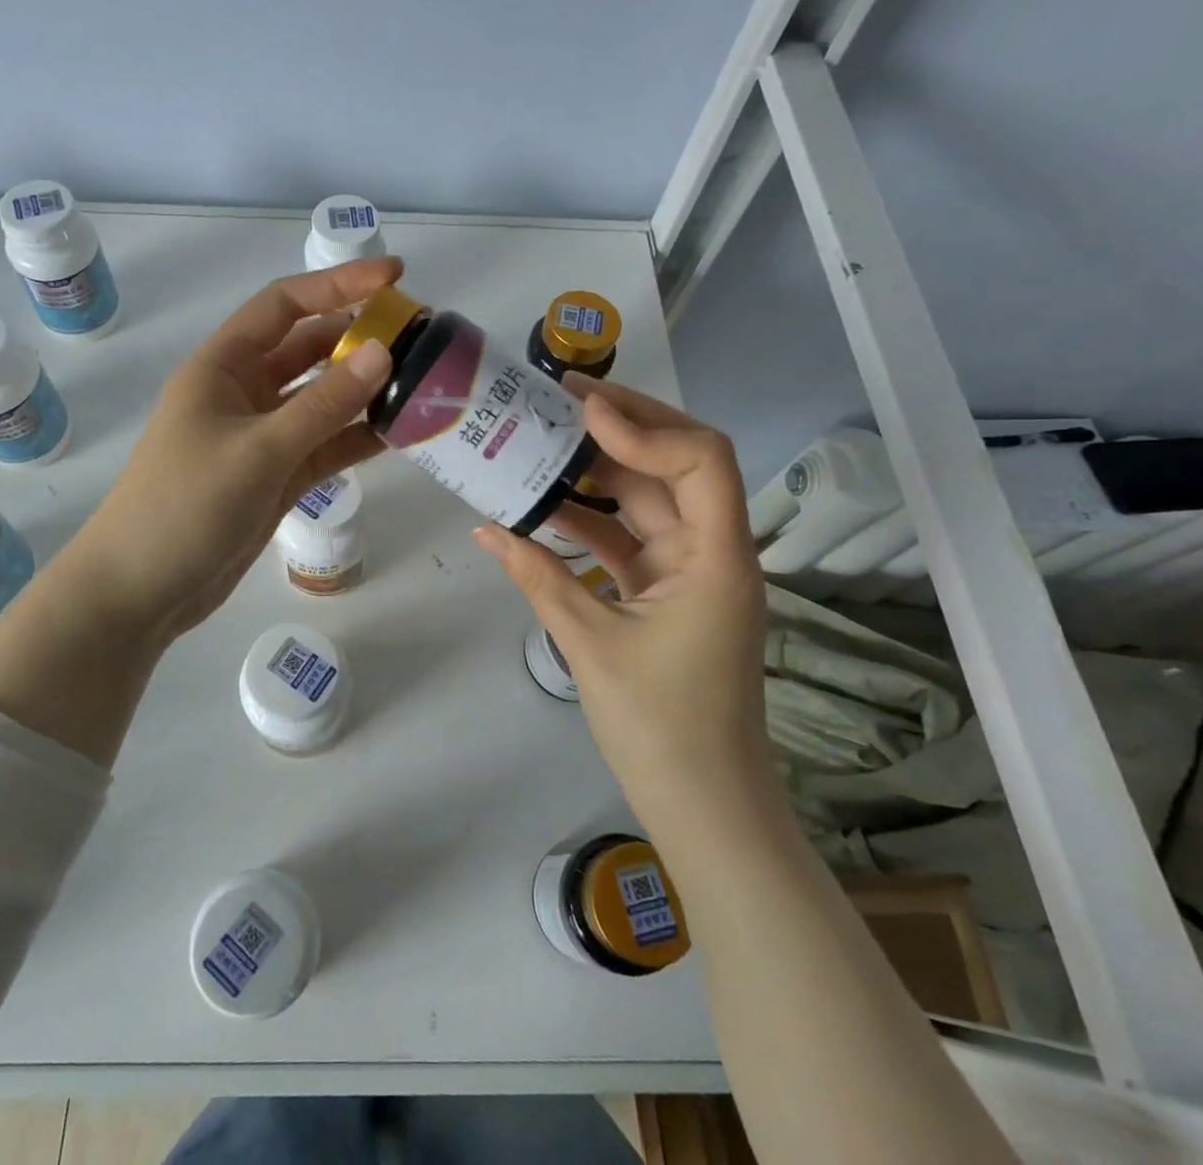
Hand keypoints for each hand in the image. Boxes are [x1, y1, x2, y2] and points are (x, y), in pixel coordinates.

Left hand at [59, 258, 399, 651]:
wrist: (141, 591)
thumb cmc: (185, 506)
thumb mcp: (258, 451)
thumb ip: (323, 405)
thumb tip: (383, 352)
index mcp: (224, 366)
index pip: (286, 305)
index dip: (339, 284)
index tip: (395, 276)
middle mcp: (245, 392)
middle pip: (310, 349)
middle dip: (361, 338)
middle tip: (422, 337)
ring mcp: (263, 436)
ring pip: (323, 399)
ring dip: (366, 390)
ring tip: (424, 382)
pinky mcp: (277, 476)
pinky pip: (325, 444)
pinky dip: (358, 437)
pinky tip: (401, 432)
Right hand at [473, 378, 769, 827]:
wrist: (704, 806)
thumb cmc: (660, 728)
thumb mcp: (590, 644)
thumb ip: (538, 578)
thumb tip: (485, 530)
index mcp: (717, 557)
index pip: (700, 460)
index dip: (645, 425)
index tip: (581, 410)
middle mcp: (713, 551)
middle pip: (676, 465)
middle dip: (622, 426)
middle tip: (559, 397)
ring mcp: (690, 572)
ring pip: (649, 499)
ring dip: (601, 469)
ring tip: (545, 436)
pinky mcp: (667, 592)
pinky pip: (630, 538)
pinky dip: (592, 520)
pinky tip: (545, 506)